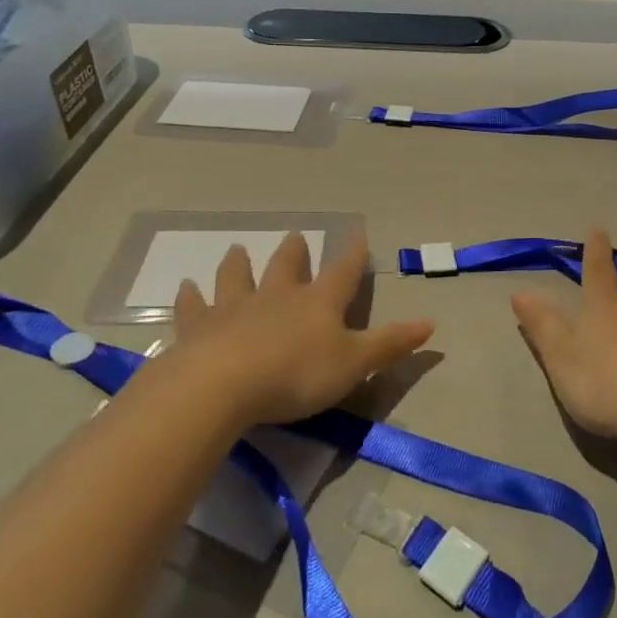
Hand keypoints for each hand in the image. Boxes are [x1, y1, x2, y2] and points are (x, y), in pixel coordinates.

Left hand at [166, 232, 433, 426]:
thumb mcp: (354, 364)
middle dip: (294, 252)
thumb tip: (432, 323)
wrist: (224, 384)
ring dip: (239, 264)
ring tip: (237, 248)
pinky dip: (190, 296)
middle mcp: (277, 296)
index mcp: (317, 304)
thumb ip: (390, 344)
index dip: (353, 255)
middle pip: (287, 266)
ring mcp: (235, 307)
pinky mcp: (199, 327)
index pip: (342, 273)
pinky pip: (193, 306)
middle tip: (295, 235)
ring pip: (238, 277)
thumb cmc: (296, 374)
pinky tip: (184, 287)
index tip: (359, 234)